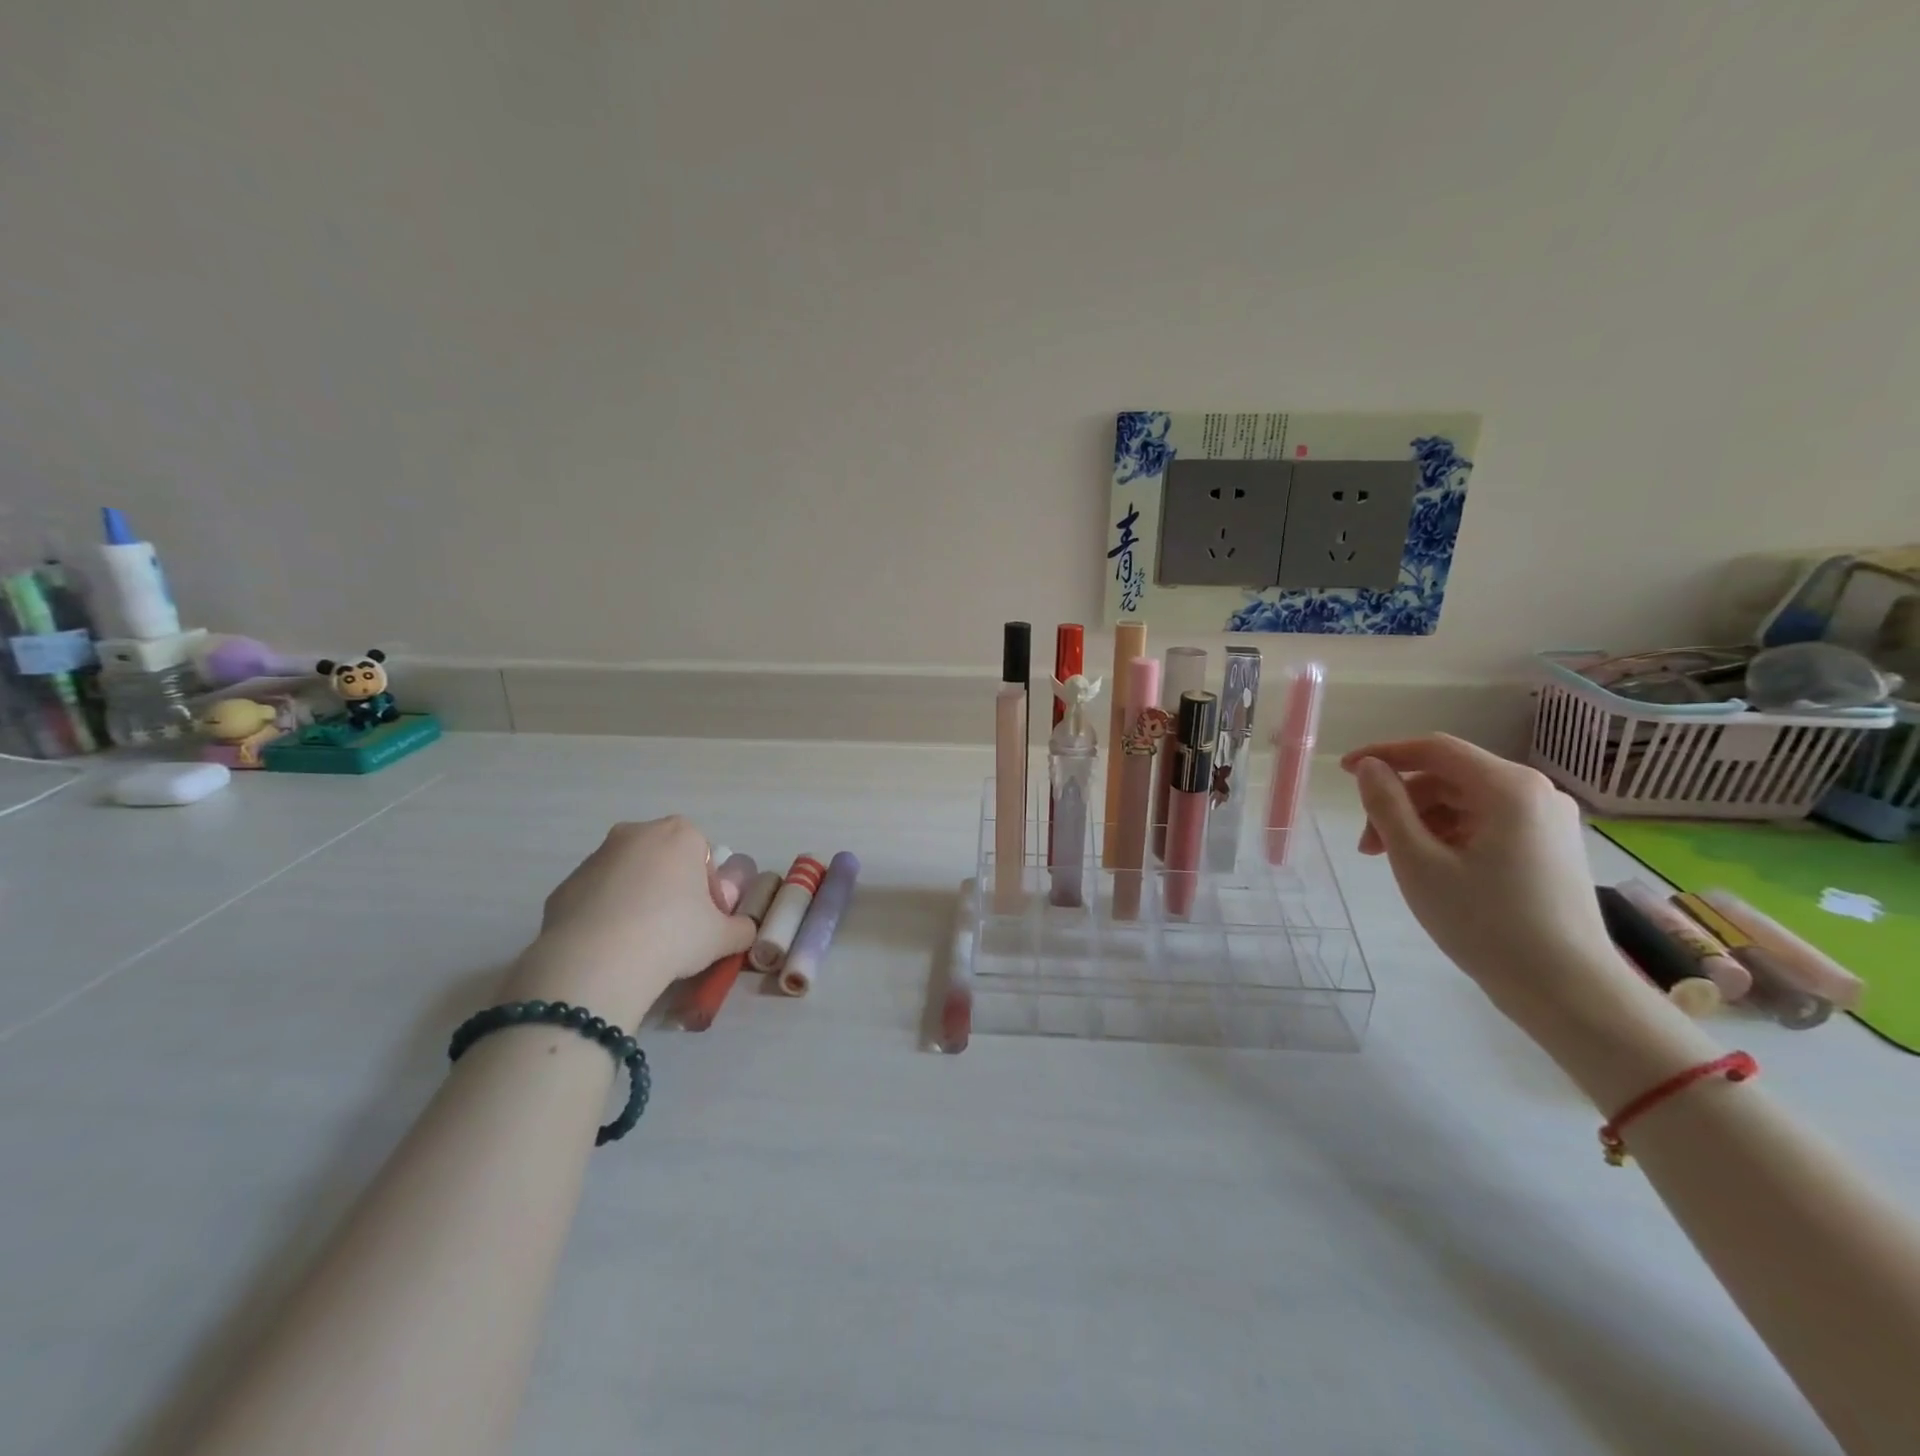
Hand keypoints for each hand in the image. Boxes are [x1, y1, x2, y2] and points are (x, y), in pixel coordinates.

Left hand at [508, 817, 757, 1027]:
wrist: (596, 963)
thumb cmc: (672, 935)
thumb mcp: (723, 937)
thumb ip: (741, 929)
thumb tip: (742, 930)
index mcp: (680, 835)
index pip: (704, 856)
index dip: (710, 890)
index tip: (706, 920)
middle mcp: (636, 834)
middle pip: (664, 859)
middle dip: (672, 888)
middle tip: (677, 929)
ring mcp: (595, 857)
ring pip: (629, 876)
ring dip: (638, 900)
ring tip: (641, 943)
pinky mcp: (564, 886)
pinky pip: (596, 897)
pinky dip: (606, 915)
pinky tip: (610, 948)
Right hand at [1342, 734, 1632, 1030]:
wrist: (1568, 991)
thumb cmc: (1485, 923)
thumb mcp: (1418, 862)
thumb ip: (1386, 806)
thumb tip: (1369, 768)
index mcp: (1508, 788)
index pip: (1435, 749)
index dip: (1384, 754)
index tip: (1344, 771)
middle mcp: (1536, 793)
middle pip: (1449, 778)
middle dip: (1400, 803)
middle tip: (1368, 846)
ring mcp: (1548, 822)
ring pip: (1465, 802)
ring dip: (1421, 823)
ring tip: (1395, 864)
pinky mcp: (1551, 848)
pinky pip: (1487, 824)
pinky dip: (1450, 836)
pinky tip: (1432, 869)